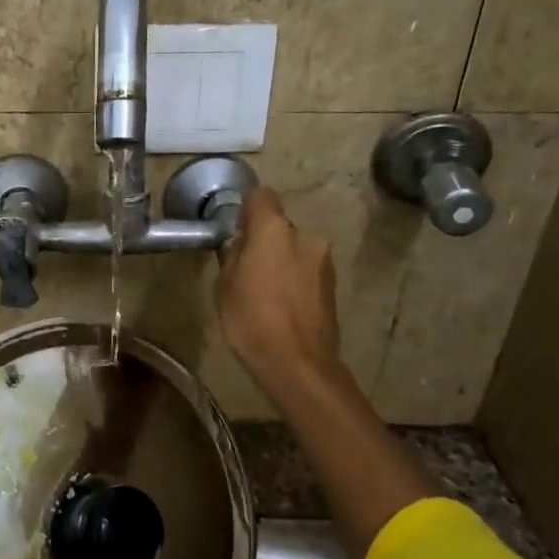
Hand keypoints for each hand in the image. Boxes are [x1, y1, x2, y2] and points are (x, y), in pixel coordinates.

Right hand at [216, 186, 341, 396]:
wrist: (298, 363)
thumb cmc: (251, 319)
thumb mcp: (224, 285)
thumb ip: (233, 256)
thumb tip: (241, 245)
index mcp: (274, 230)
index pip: (261, 196)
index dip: (247, 209)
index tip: (235, 230)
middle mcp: (305, 236)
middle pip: (280, 227)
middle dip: (265, 242)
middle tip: (247, 270)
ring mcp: (324, 261)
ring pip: (296, 250)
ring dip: (282, 262)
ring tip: (266, 294)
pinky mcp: (334, 285)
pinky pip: (307, 272)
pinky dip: (295, 281)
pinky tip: (283, 308)